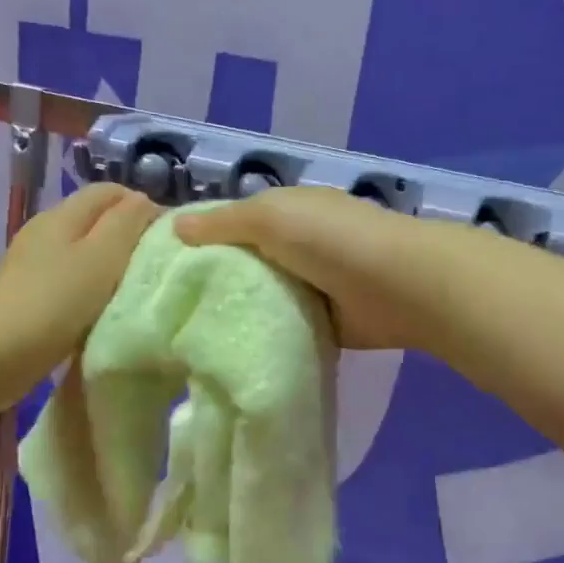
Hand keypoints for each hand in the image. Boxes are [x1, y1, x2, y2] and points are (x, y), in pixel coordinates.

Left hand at [0, 183, 159, 400]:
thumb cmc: (56, 302)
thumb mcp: (102, 257)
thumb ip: (126, 223)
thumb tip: (142, 200)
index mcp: (62, 215)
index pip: (110, 191)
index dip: (142, 206)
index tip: (167, 238)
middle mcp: (45, 231)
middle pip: (96, 220)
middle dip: (128, 236)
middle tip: (155, 267)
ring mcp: (33, 264)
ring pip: (83, 252)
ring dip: (110, 266)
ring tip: (133, 290)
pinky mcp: (29, 294)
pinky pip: (70, 280)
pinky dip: (91, 289)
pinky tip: (102, 311)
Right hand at [175, 187, 433, 349]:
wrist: (400, 287)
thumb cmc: (332, 240)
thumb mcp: (271, 217)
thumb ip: (224, 223)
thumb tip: (176, 226)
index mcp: (288, 211)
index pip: (234, 222)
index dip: (201, 239)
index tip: (163, 267)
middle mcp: (299, 245)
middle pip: (247, 263)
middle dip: (216, 282)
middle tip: (172, 310)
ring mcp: (314, 285)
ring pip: (264, 298)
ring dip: (241, 312)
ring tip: (193, 336)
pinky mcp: (325, 322)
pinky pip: (286, 327)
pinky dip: (267, 335)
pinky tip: (233, 351)